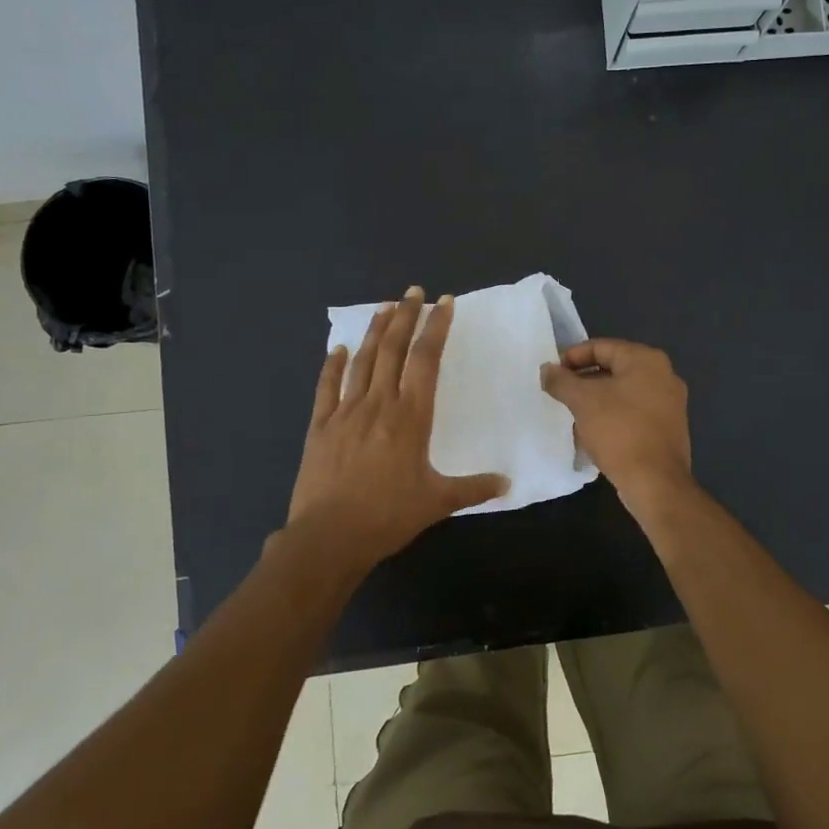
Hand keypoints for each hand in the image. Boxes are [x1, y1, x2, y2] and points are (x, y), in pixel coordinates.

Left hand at [286, 286, 507, 570]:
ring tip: (384, 308)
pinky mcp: (320, 426)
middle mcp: (378, 404)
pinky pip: (327, 387)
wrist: (329, 536)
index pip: (426, 361)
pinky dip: (332, 365)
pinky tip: (338, 348)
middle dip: (406, 317)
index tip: (444, 304)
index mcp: (410, 417)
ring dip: (375, 332)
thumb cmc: (388, 516)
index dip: (436, 329)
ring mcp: (345, 412)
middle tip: (414, 292)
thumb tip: (507, 483)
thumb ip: (474, 488)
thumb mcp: (437, 502)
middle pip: (393, 350)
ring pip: (362, 361)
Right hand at [540, 338, 692, 505]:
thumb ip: (561, 380)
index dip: (572, 357)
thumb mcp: (582, 401)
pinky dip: (613, 416)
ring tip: (572, 413)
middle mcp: (664, 374)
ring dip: (597, 399)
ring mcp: (670, 402)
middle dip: (583, 380)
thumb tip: (547, 370)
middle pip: (614, 368)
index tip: (551, 373)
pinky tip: (594, 432)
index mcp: (646, 360)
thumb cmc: (619, 431)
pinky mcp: (669, 427)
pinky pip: (634, 412)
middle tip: (559, 393)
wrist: (655, 481)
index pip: (601, 346)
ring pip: (624, 392)